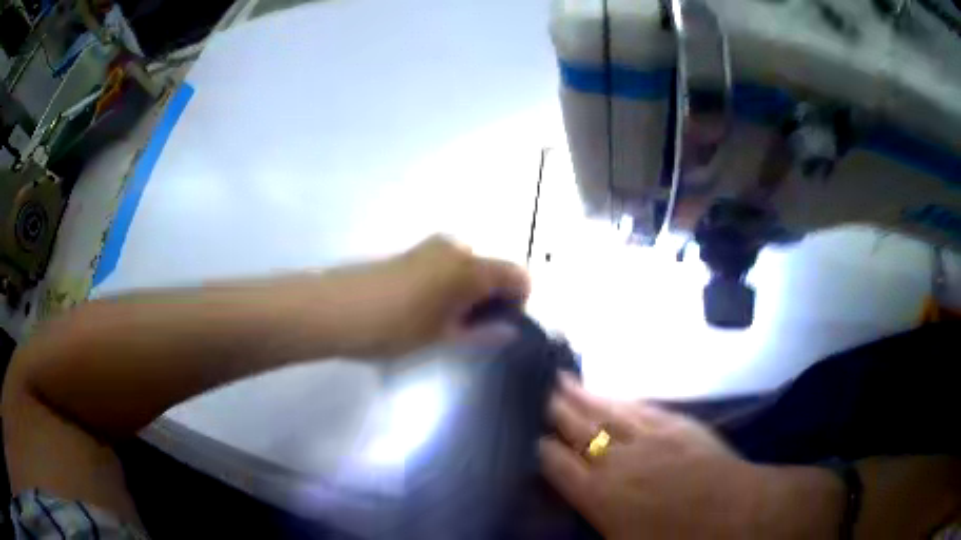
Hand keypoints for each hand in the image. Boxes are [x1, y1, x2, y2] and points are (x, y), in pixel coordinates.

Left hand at [318, 235, 529, 358]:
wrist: (336, 308)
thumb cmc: (395, 326)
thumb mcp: (443, 337)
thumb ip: (482, 333)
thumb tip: (508, 331)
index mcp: (471, 267)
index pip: (518, 276)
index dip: (520, 302)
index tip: (501, 328)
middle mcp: (457, 248)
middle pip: (494, 270)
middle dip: (492, 299)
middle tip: (471, 331)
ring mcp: (432, 246)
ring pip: (470, 268)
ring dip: (471, 294)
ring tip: (446, 324)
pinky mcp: (413, 251)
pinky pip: (448, 265)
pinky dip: (451, 285)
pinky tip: (426, 310)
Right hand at [540, 375, 843, 538]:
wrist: (734, 514)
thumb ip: (593, 522)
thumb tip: (575, 506)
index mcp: (598, 495)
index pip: (557, 464)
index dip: (540, 448)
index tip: (528, 435)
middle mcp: (616, 460)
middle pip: (578, 429)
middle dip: (556, 410)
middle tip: (539, 388)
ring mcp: (648, 437)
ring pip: (606, 411)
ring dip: (583, 396)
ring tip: (563, 379)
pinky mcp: (675, 425)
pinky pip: (640, 407)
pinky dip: (620, 399)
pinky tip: (612, 393)